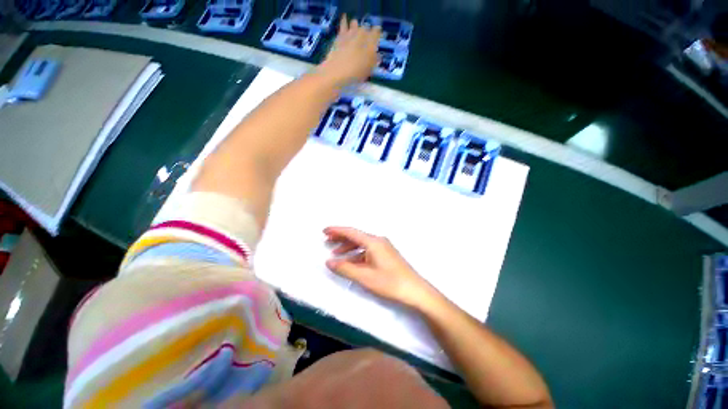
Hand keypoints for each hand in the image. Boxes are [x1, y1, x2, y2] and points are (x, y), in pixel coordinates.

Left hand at [317, 16, 380, 86]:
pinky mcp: (340, 35)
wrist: (338, 71)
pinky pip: (343, 23)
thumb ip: (374, 61)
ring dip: (356, 26)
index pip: (376, 32)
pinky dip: (345, 20)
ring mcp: (350, 33)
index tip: (378, 36)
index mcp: (371, 43)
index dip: (378, 33)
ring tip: (356, 29)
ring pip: (355, 23)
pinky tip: (345, 17)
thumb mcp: (368, 70)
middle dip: (367, 31)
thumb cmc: (356, 73)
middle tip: (366, 37)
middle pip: (366, 28)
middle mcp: (361, 34)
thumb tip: (378, 56)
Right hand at [324, 226, 439, 309]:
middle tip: (327, 241)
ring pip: (362, 244)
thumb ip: (345, 268)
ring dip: (348, 247)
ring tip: (335, 253)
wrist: (415, 291)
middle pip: (356, 236)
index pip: (351, 232)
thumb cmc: (390, 283)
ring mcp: (384, 247)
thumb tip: (329, 261)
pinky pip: (368, 251)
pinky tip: (351, 262)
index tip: (324, 231)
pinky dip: (357, 254)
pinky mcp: (386, 255)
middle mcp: (378, 241)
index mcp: (373, 242)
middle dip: (341, 238)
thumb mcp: (364, 277)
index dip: (337, 230)